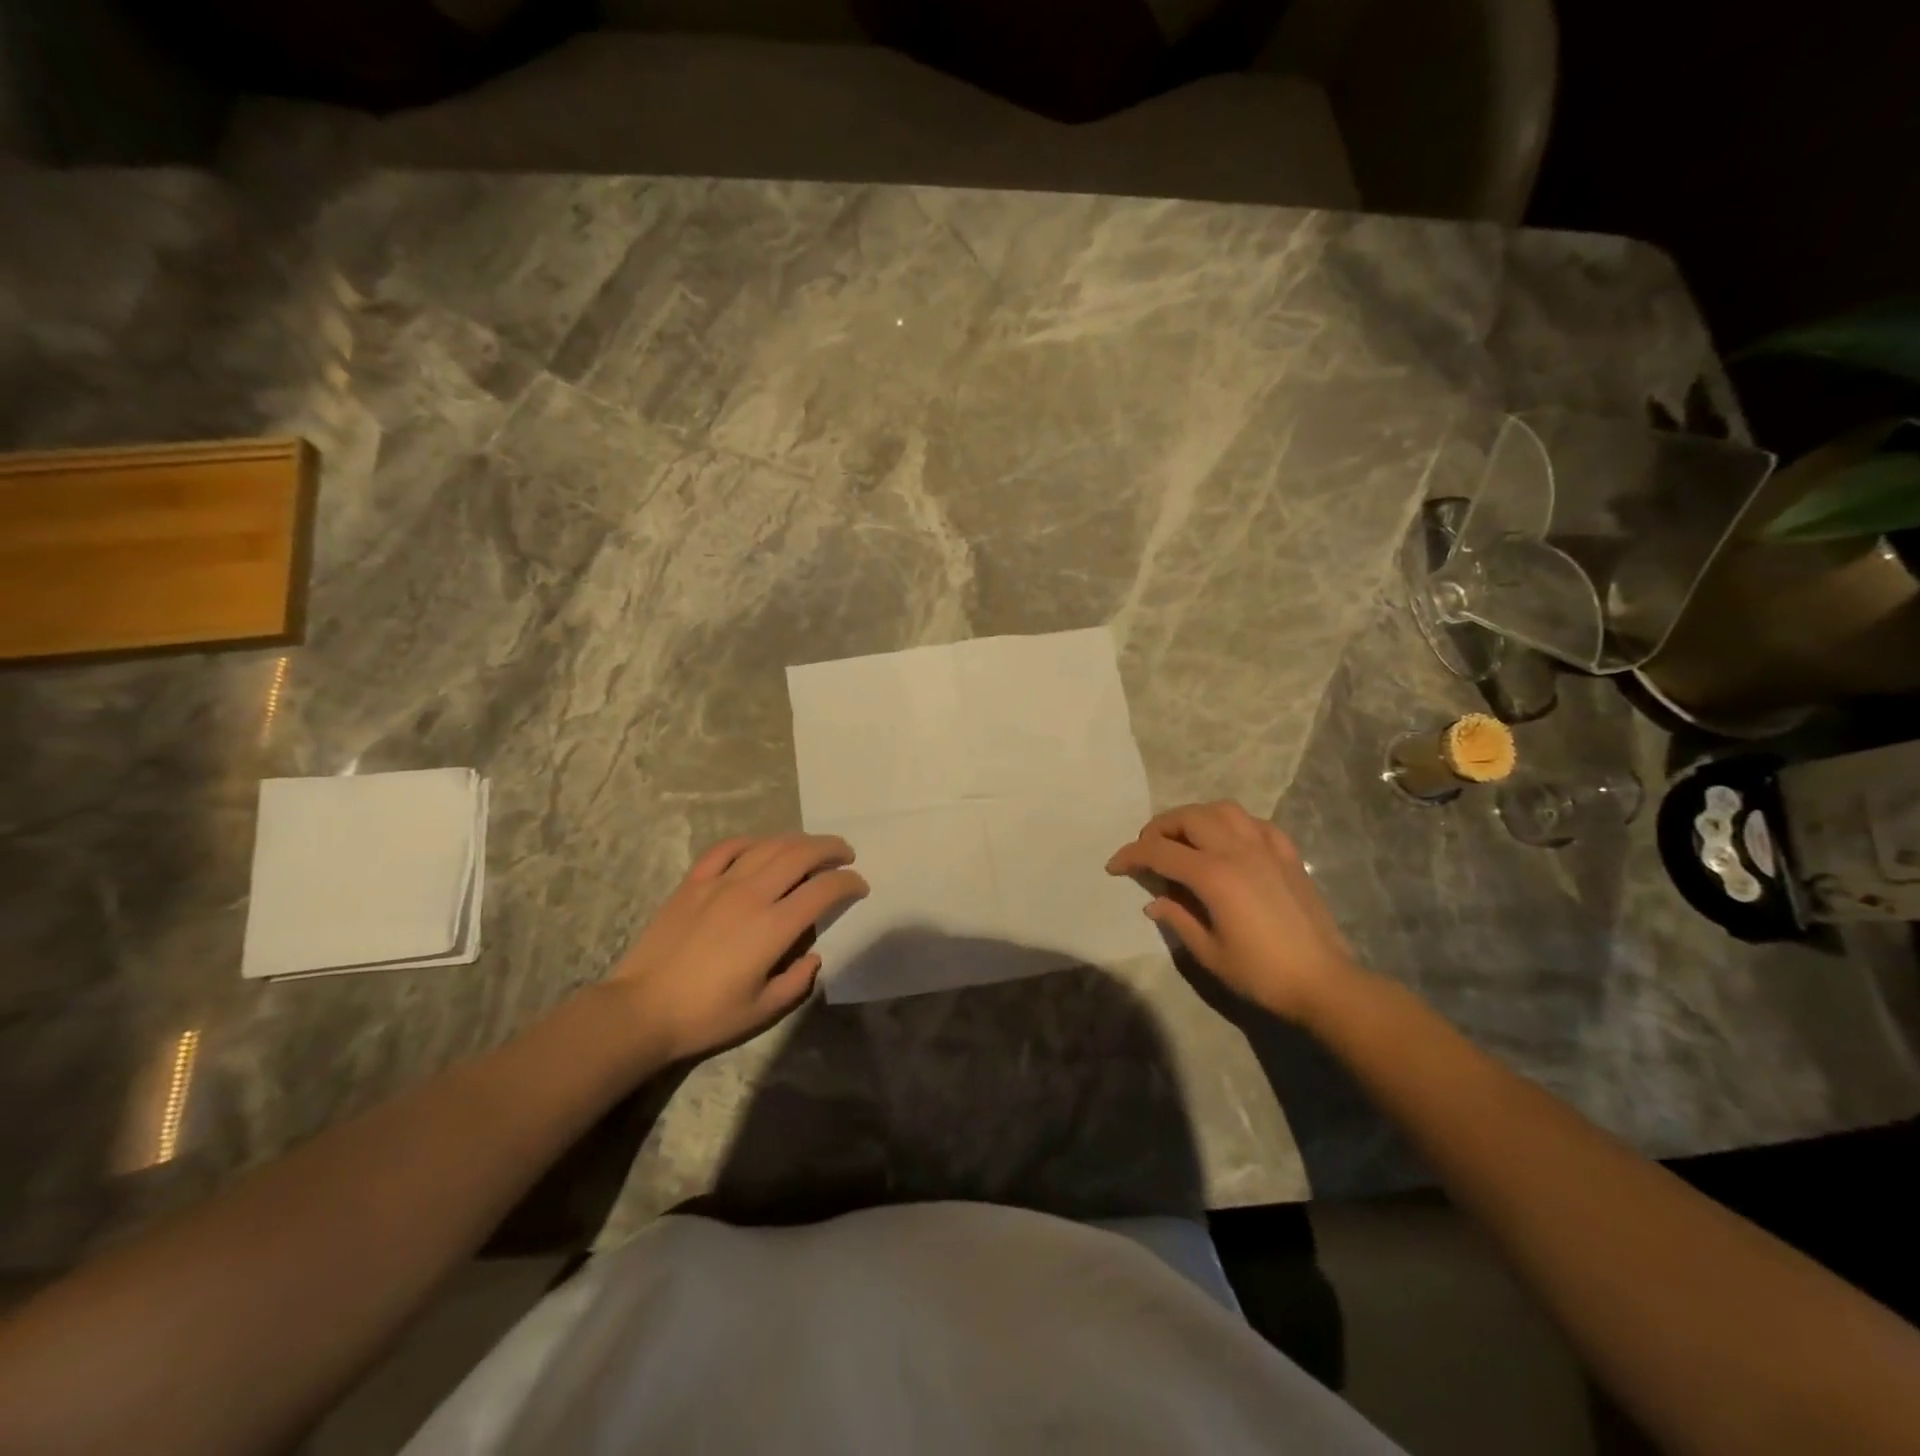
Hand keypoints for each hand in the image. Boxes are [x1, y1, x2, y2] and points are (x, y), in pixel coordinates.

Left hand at [606, 834, 867, 1062]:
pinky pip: (727, 849)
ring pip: (768, 845)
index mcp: (773, 927)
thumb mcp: (762, 1010)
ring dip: (798, 841)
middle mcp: (751, 894)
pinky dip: (752, 841)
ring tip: (812, 847)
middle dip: (830, 849)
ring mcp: (719, 883)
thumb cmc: (706, 1015)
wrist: (641, 1010)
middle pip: (800, 855)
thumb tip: (814, 955)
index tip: (859, 886)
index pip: (823, 890)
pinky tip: (762, 846)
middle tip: (845, 854)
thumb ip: (798, 981)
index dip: (848, 883)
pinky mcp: (693, 882)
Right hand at [1106, 801, 1362, 1024]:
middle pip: (1189, 818)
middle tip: (1148, 849)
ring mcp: (1267, 848)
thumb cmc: (1262, 973)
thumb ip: (1178, 919)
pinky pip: (1255, 823)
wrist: (1324, 982)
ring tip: (1184, 838)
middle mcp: (1238, 850)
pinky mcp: (1288, 855)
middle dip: (1160, 828)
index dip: (1131, 855)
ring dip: (1195, 817)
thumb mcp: (1209, 953)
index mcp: (1214, 875)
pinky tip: (1228, 842)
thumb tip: (1154, 901)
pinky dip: (1232, 824)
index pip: (1160, 852)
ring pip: (1223, 810)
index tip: (1114, 866)